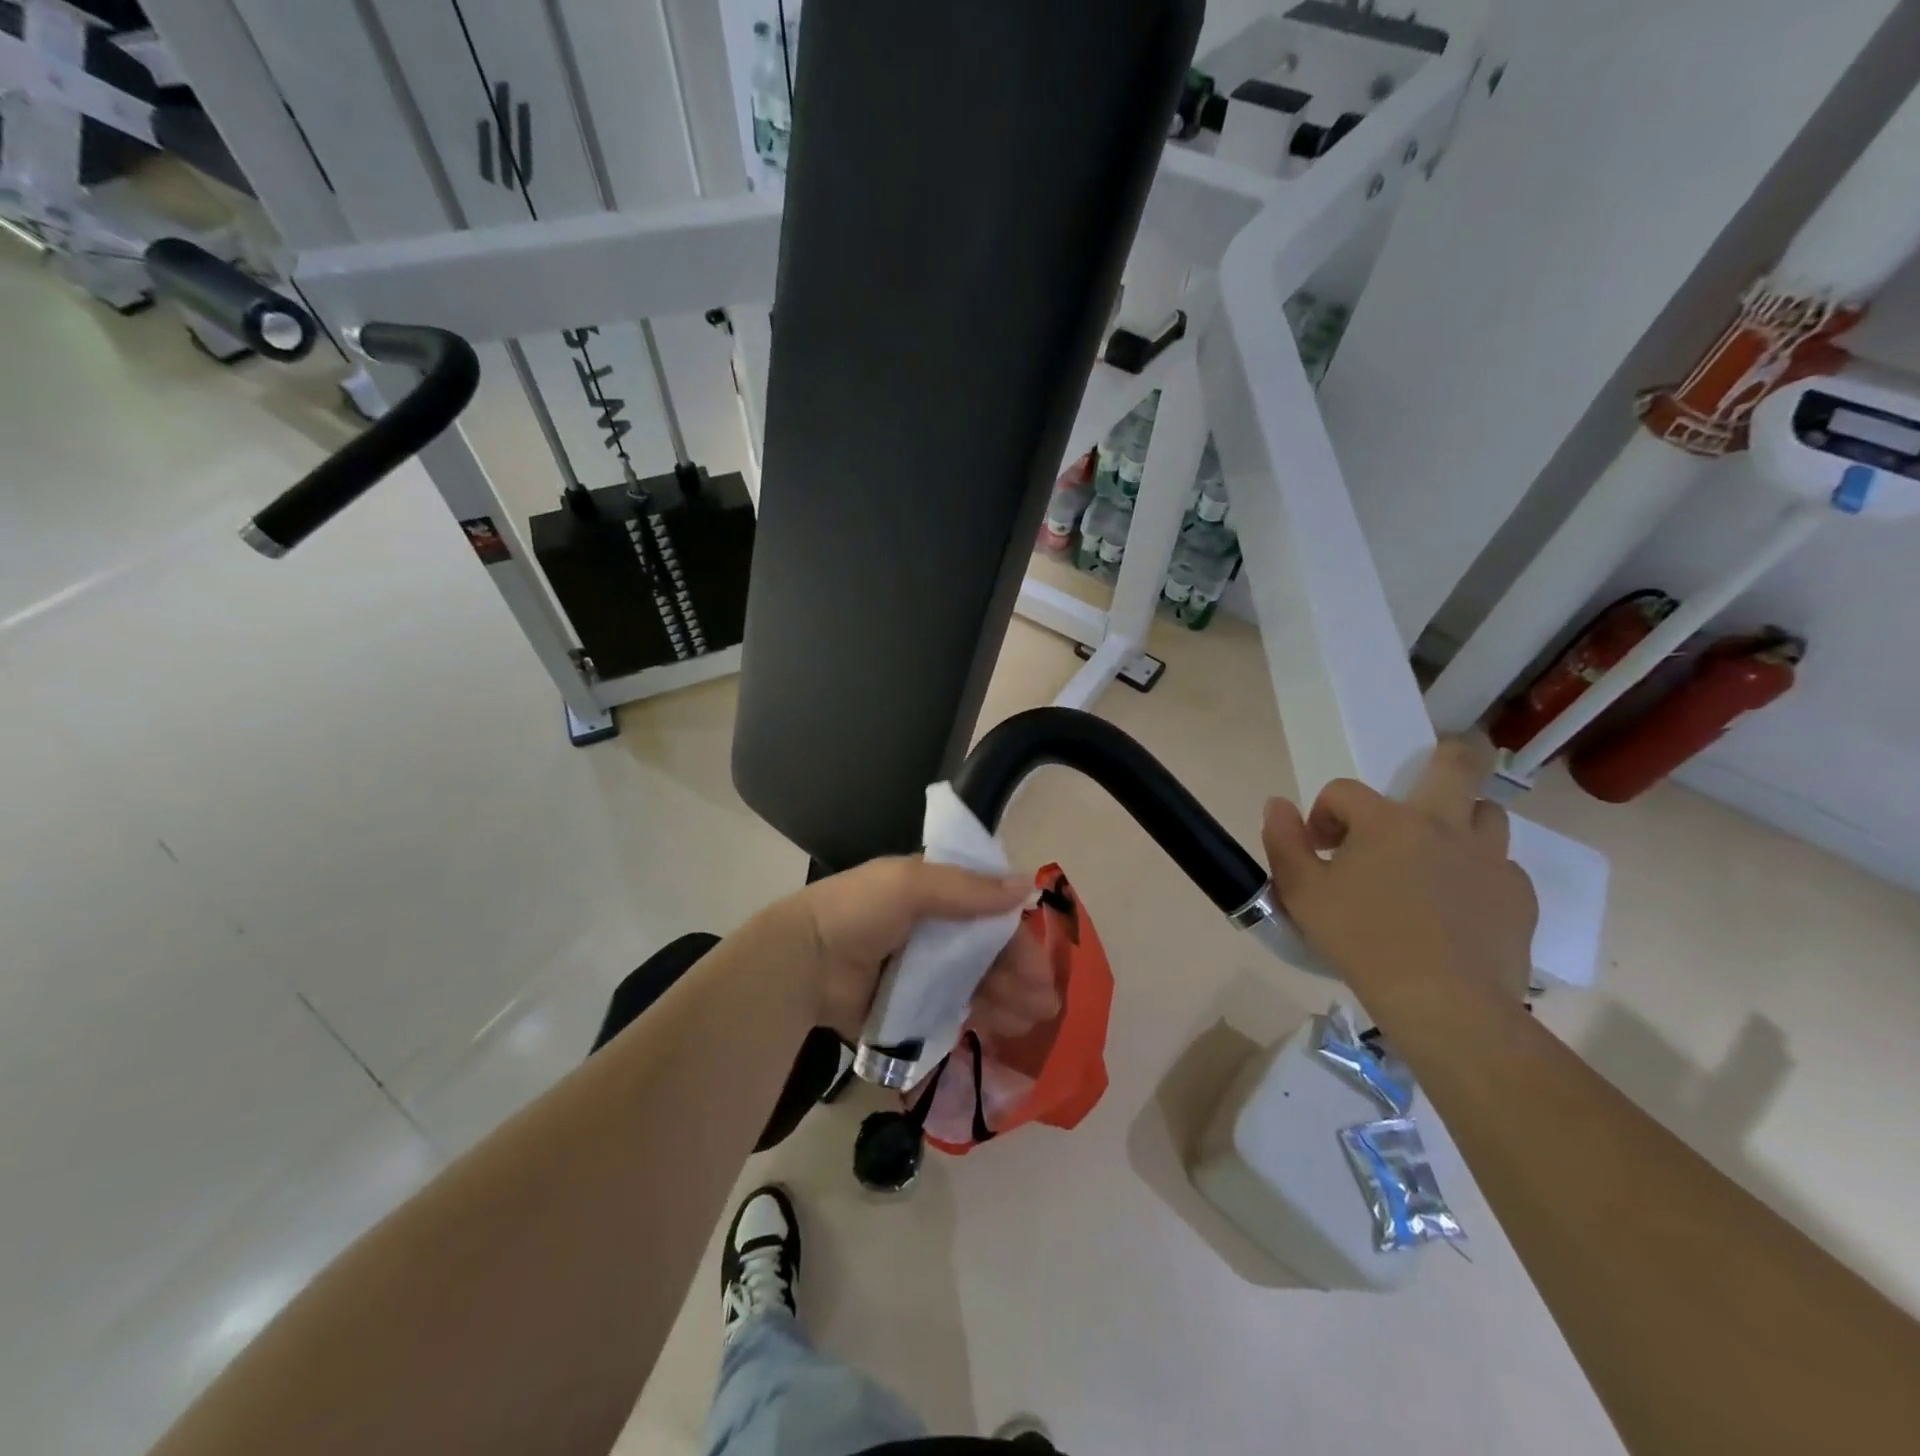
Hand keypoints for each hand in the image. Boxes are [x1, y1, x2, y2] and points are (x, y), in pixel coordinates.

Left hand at [770, 857, 1059, 1042]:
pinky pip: (956, 1008)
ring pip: (978, 981)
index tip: (1040, 959)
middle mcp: (935, 928)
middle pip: (989, 949)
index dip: (1017, 931)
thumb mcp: (911, 885)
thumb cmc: (858, 911)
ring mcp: (924, 968)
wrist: (803, 962)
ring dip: (1009, 997)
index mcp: (934, 892)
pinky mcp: (913, 1004)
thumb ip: (968, 889)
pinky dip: (983, 1016)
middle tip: (1047, 1004)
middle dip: (1021, 972)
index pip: (989, 907)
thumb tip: (1028, 886)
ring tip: (1033, 1021)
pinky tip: (1005, 1029)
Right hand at [1261, 735, 1537, 1008]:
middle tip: (1429, 772)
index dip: (1324, 812)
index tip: (1320, 848)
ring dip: (1460, 821)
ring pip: (1486, 814)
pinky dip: (1478, 874)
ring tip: (1436, 853)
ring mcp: (1489, 860)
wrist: (1443, 1004)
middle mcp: (1443, 826)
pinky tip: (1459, 906)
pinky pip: (1501, 868)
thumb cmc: (1361, 942)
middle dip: (1448, 754)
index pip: (1345, 791)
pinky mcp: (1518, 896)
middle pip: (1458, 764)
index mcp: (1386, 822)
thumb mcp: (1301, 893)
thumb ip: (1283, 842)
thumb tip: (1277, 804)